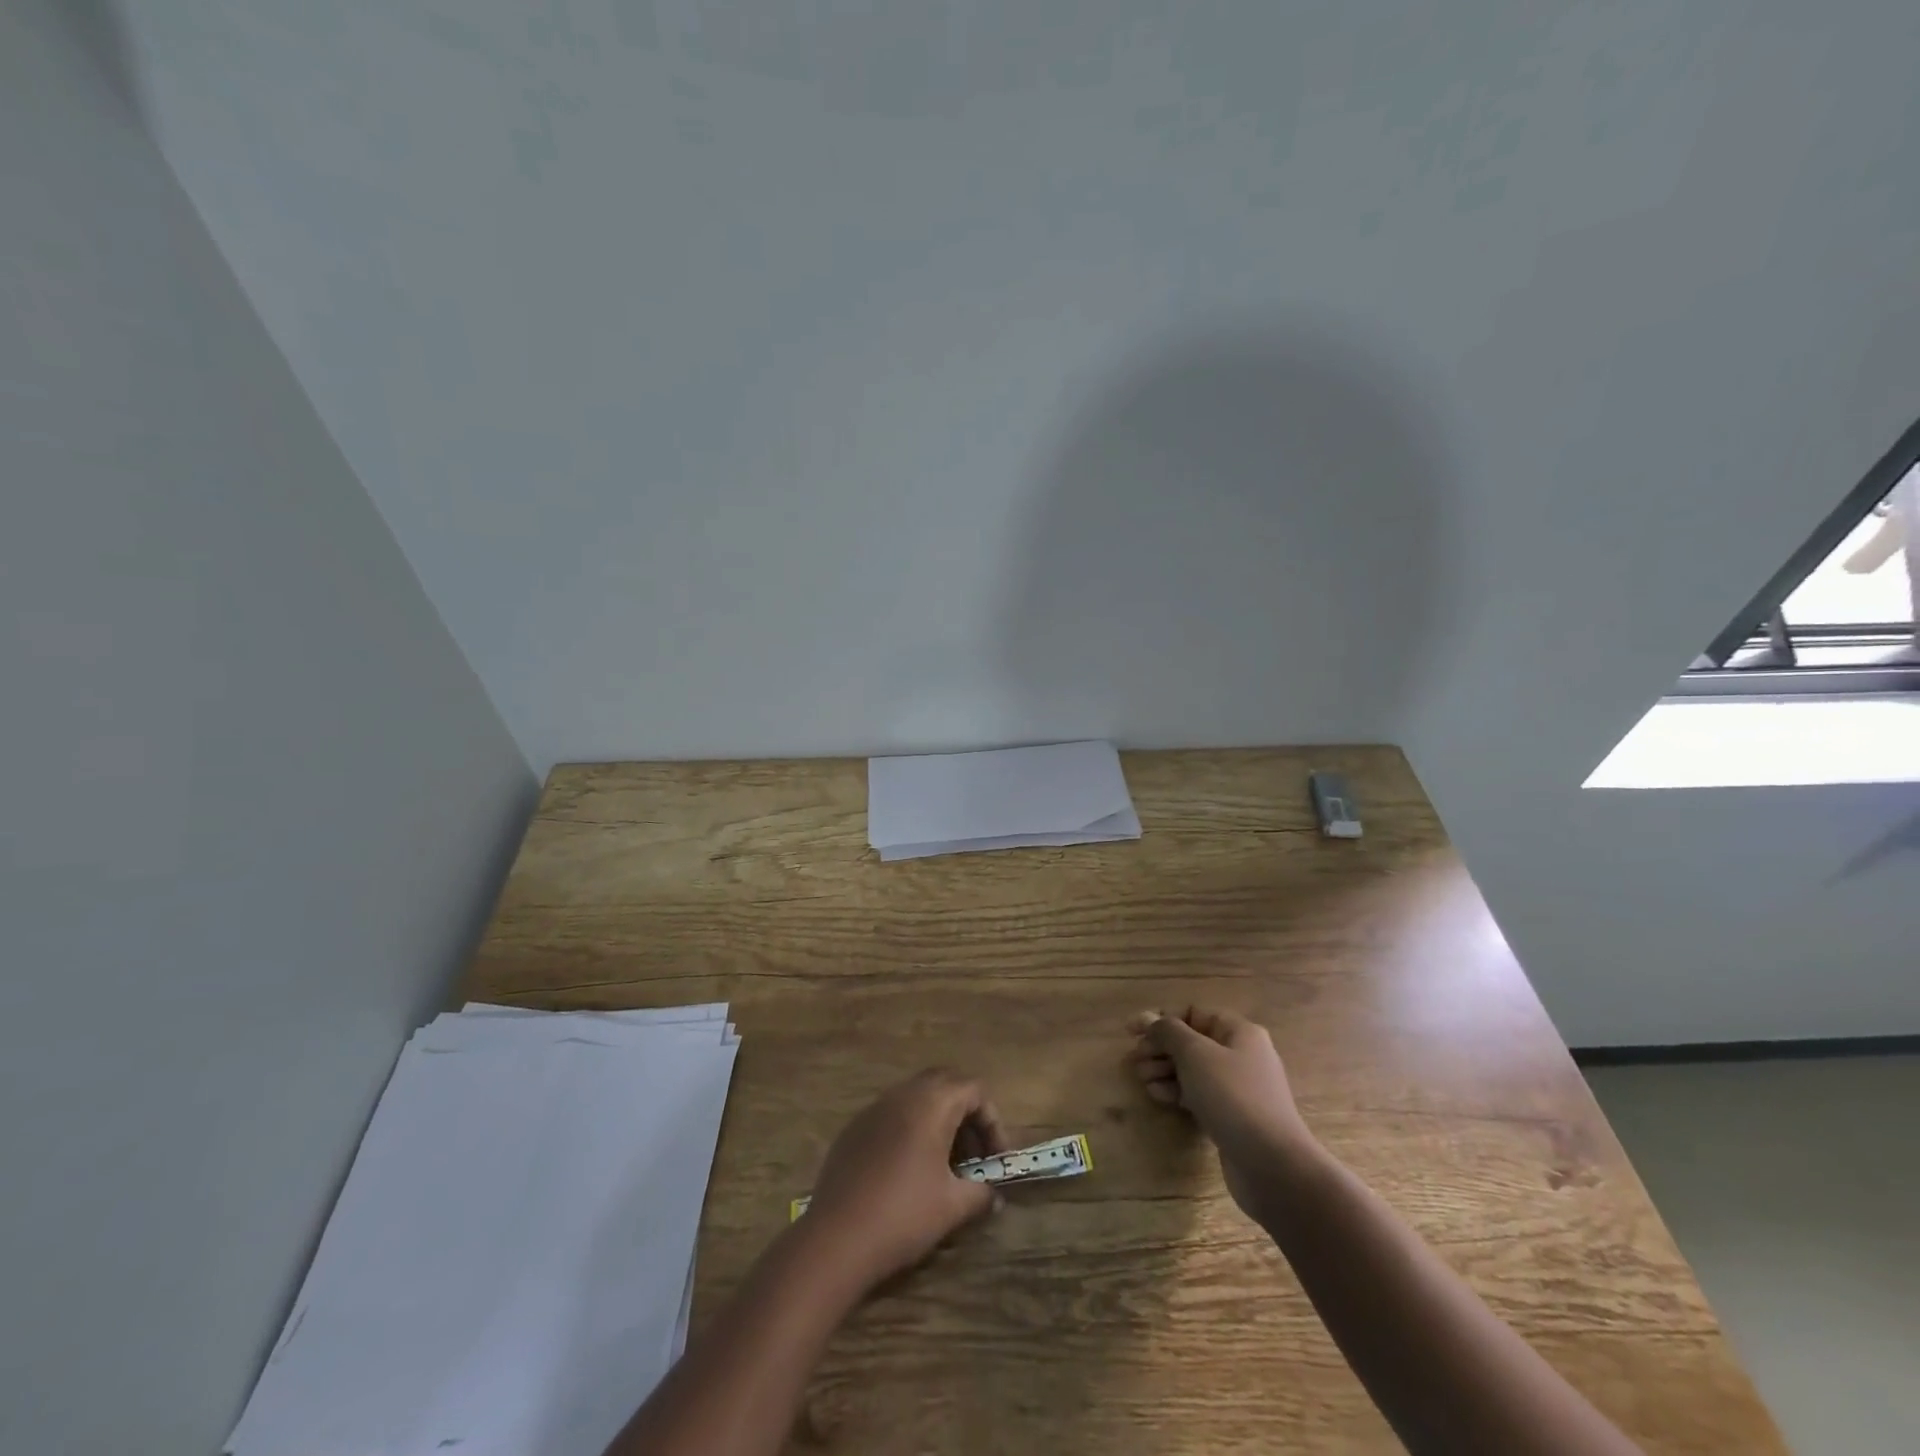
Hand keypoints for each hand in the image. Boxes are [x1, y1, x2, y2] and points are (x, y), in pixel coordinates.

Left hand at [803, 1069, 1009, 1289]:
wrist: (835, 1239)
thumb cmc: (903, 1215)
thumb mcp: (952, 1207)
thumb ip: (980, 1193)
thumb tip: (994, 1195)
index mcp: (931, 1103)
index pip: (974, 1089)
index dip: (993, 1121)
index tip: (996, 1159)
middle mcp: (902, 1094)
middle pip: (945, 1084)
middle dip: (966, 1114)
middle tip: (974, 1155)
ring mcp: (874, 1108)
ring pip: (916, 1098)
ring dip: (938, 1121)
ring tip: (945, 1166)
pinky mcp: (854, 1128)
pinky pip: (892, 1115)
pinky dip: (910, 1130)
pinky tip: (909, 1171)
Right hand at [1126, 1007, 1314, 1219]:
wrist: (1273, 1165)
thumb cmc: (1233, 1097)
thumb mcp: (1195, 1054)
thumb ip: (1168, 1032)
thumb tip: (1150, 1020)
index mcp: (1239, 1032)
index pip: (1193, 1013)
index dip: (1160, 1019)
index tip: (1131, 1032)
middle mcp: (1241, 1055)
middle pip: (1191, 1041)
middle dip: (1160, 1048)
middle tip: (1135, 1061)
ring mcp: (1238, 1088)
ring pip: (1193, 1069)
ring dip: (1165, 1070)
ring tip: (1143, 1080)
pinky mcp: (1233, 1116)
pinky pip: (1199, 1094)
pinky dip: (1177, 1092)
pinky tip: (1158, 1096)